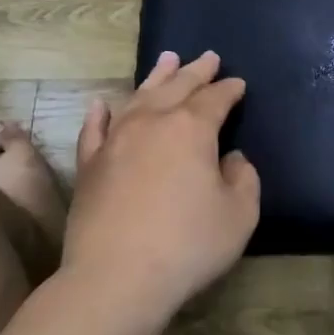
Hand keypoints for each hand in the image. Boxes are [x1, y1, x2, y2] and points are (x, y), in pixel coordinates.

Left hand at [64, 50, 260, 316]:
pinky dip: (100, 113)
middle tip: (208, 57)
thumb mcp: (240, 215)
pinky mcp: (89, 165)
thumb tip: (232, 159)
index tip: (238, 83)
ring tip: (167, 59)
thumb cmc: (188, 245)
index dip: (229, 89)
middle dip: (196, 71)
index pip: (215, 99)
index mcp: (191, 129)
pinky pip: (95, 129)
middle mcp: (151, 123)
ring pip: (137, 97)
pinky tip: (102, 103)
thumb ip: (244, 179)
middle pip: (177, 87)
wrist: (117, 277)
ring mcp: (115, 141)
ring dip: (156, 78)